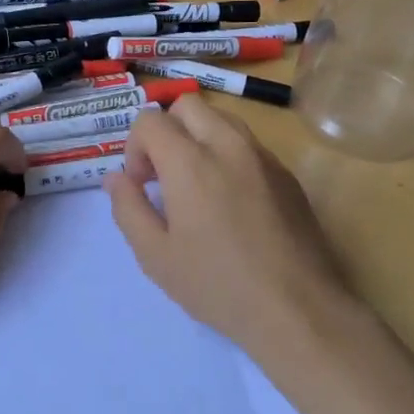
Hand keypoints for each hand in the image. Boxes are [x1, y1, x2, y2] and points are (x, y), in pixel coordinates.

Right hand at [104, 96, 355, 372]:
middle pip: (187, 105)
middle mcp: (228, 145)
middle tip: (164, 176)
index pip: (150, 120)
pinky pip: (248, 144)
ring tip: (196, 185)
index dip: (135, 148)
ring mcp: (263, 156)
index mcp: (190, 162)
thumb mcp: (155, 256)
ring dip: (199, 137)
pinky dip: (228, 154)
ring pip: (222, 118)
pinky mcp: (287, 174)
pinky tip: (231, 202)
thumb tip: (115, 178)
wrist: (297, 309)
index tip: (142, 185)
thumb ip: (128, 208)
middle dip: (166, 131)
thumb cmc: (217, 285)